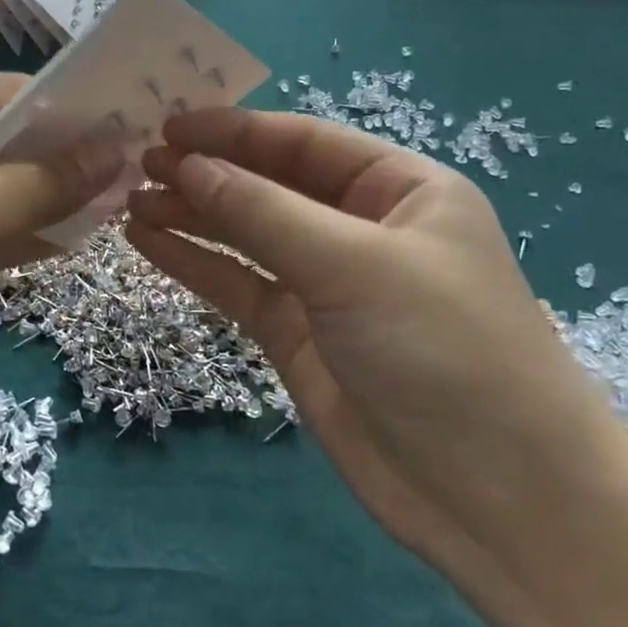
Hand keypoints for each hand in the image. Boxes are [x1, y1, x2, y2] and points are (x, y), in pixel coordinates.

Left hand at [0, 71, 119, 405]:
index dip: (68, 115)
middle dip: (58, 161)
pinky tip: (67, 241)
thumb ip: (43, 182)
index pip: (3, 92)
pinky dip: (11, 230)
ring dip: (40, 198)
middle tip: (128, 176)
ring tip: (111, 208)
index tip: (128, 136)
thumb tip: (115, 152)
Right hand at [126, 107, 624, 563]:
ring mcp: (326, 285)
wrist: (496, 499)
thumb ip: (263, 212)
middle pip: (270, 185)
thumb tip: (187, 165)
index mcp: (401, 191)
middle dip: (206, 172)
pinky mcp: (297, 335)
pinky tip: (148, 243)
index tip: (168, 127)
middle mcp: (362, 229)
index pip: (303, 142)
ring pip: (246, 235)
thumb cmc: (444, 351)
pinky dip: (194, 263)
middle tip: (138, 164)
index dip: (234, 131)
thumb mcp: (353, 265)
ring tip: (131, 201)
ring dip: (191, 215)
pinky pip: (238, 285)